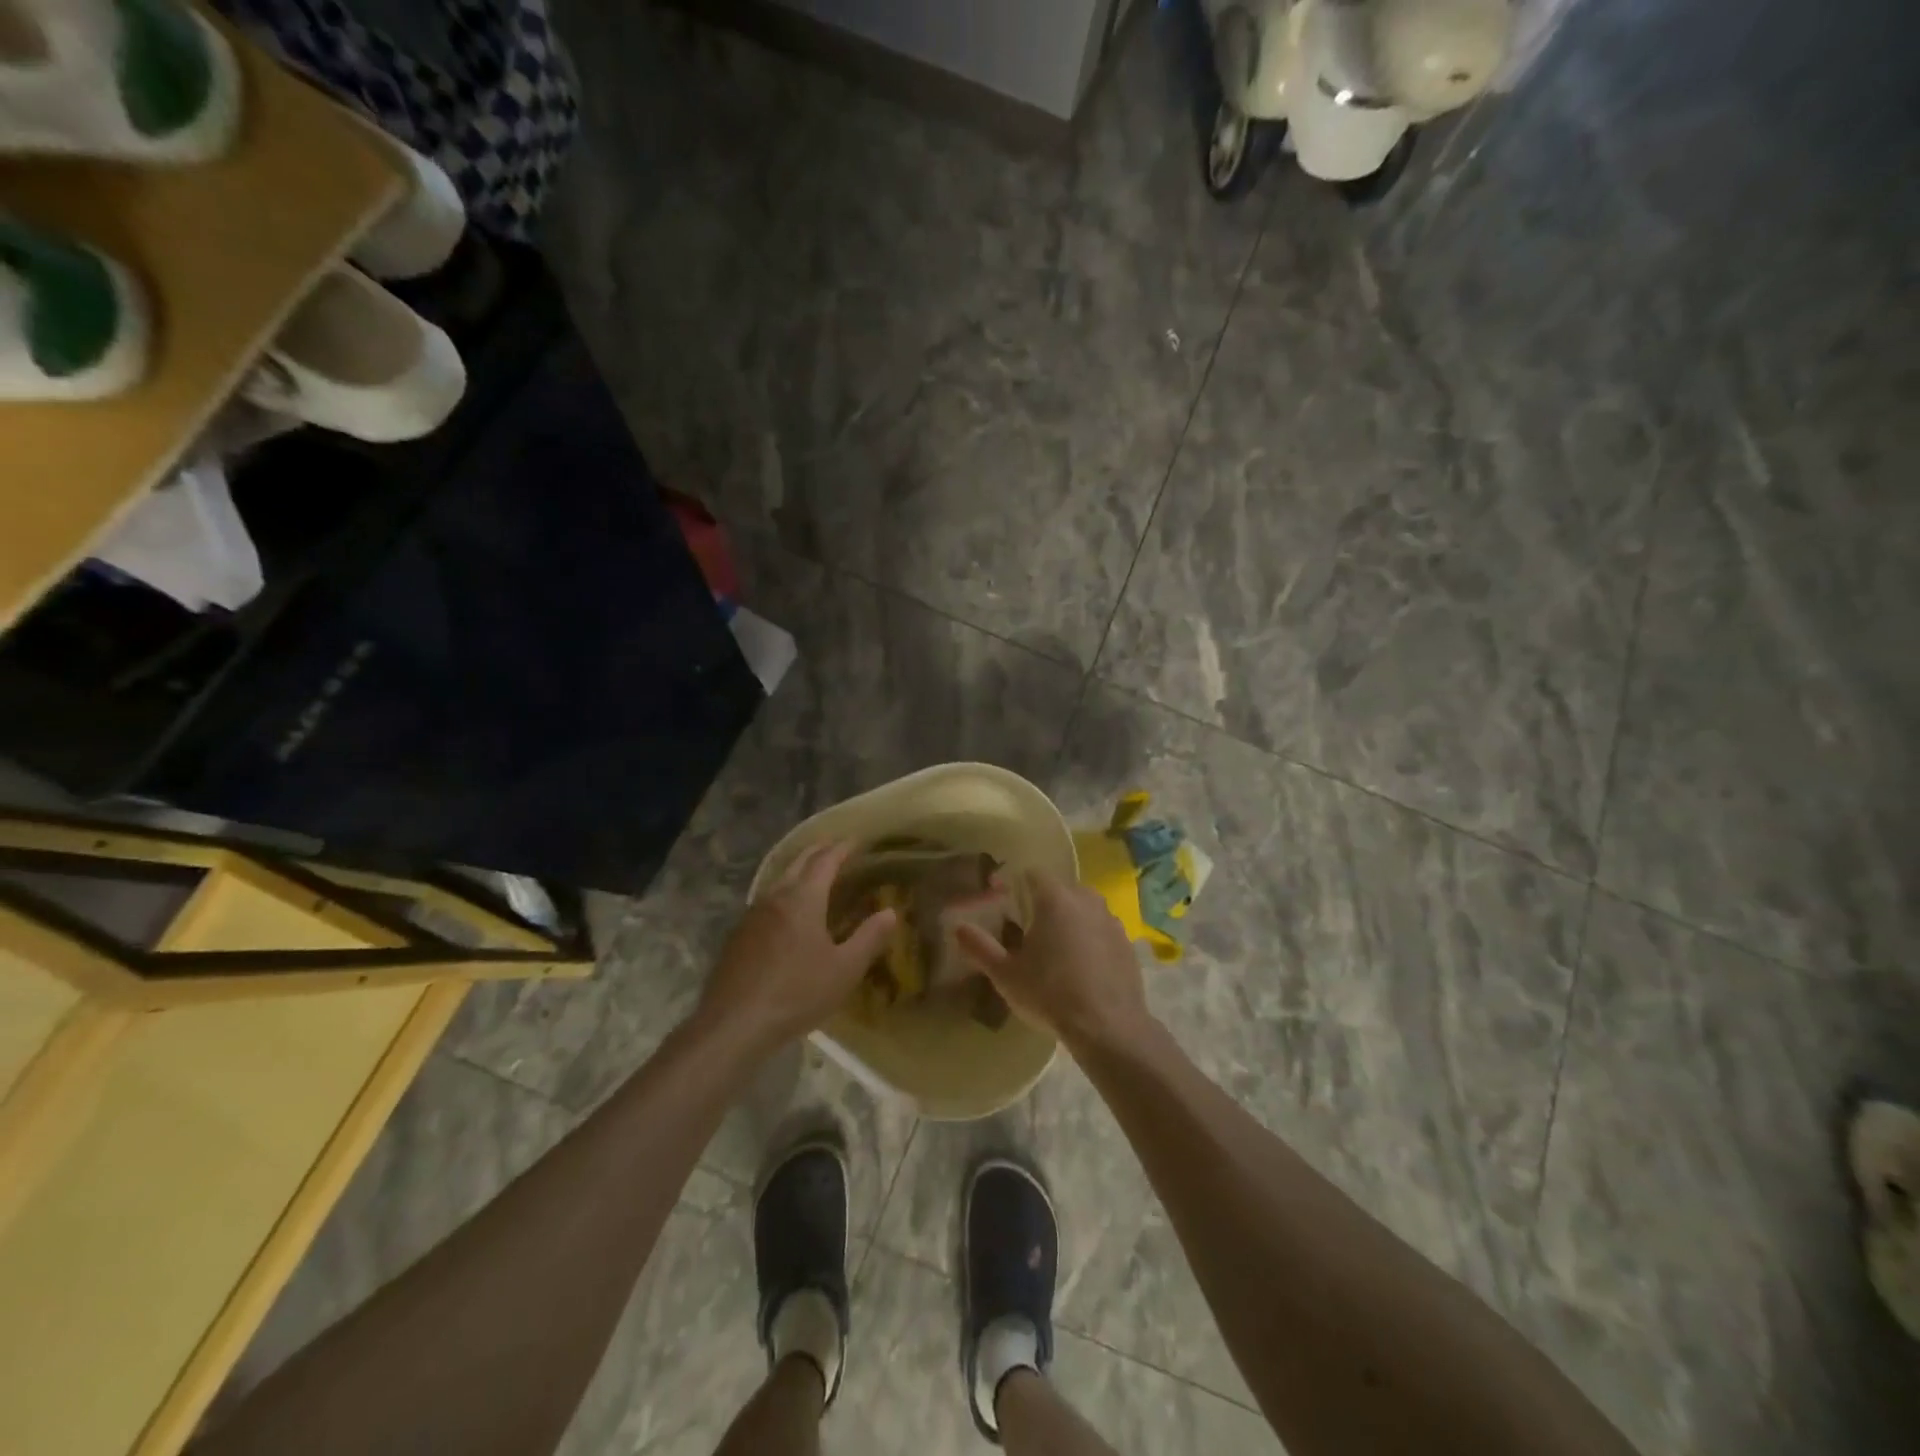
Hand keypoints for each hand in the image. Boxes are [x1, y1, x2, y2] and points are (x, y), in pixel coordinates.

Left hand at [697, 841, 896, 1055]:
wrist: (734, 1024)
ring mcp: (752, 916)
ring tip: (814, 876)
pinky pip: (766, 902)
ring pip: (778, 881)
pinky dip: (783, 894)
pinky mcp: (738, 936)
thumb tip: (891, 912)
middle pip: (797, 863)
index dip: (842, 849)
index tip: (856, 840)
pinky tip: (787, 914)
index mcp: (803, 899)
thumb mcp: (844, 969)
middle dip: (818, 852)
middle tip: (835, 848)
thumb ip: (869, 938)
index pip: (825, 861)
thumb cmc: (797, 993)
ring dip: (798, 871)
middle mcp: (775, 897)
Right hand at [955, 869, 1153, 1054]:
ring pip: (1084, 907)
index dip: (1016, 884)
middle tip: (1027, 928)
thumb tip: (957, 927)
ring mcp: (1110, 920)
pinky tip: (1082, 965)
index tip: (1004, 902)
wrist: (1108, 1027)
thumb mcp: (1006, 975)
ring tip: (1055, 947)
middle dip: (1043, 901)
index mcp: (1054, 899)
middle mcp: (1085, 900)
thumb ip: (980, 947)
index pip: (1032, 874)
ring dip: (1069, 918)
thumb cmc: (1050, 994)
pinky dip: (1090, 937)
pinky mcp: (1126, 942)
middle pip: (1060, 888)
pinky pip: (1101, 929)